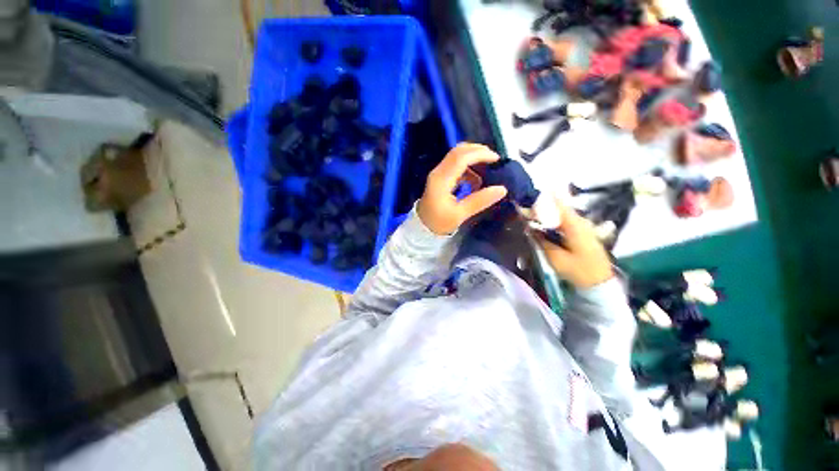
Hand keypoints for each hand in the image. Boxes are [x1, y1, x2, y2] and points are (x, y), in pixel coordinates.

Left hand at [417, 143, 507, 234]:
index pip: (461, 158)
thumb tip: (502, 189)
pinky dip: (468, 168)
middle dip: (477, 151)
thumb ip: (479, 201)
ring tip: (487, 170)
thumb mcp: (460, 215)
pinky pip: (455, 165)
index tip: (496, 159)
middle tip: (494, 159)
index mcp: (441, 180)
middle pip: (458, 151)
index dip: (479, 154)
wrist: (422, 227)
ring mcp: (438, 173)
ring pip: (456, 156)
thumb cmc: (439, 223)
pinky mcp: (440, 177)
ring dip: (473, 158)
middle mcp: (438, 172)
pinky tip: (475, 181)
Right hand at [535, 200, 612, 287]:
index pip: (558, 205)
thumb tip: (529, 228)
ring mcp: (584, 226)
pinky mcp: (584, 232)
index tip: (527, 200)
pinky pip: (566, 221)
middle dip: (543, 207)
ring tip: (531, 217)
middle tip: (525, 210)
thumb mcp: (556, 258)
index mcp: (575, 226)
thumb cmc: (578, 270)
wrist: (600, 283)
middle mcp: (581, 222)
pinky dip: (554, 221)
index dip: (543, 200)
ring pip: (563, 214)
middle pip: (560, 208)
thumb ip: (541, 240)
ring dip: (548, 214)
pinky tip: (545, 226)